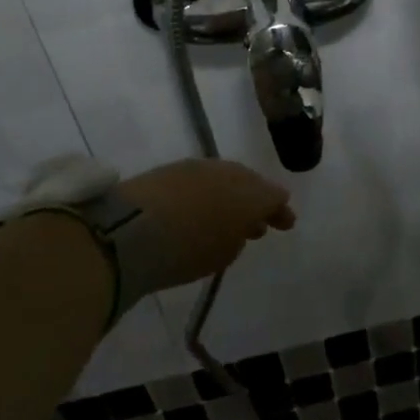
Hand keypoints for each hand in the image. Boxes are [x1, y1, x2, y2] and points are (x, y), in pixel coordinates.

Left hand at [119, 158, 296, 291]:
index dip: (280, 210)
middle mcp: (229, 172)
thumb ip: (238, 236)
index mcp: (251, 194)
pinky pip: (199, 180)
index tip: (286, 223)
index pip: (274, 197)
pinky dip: (205, 193)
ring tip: (228, 218)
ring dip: (229, 196)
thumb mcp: (223, 253)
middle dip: (256, 201)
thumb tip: (239, 225)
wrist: (133, 229)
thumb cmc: (188, 249)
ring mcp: (197, 167)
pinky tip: (200, 209)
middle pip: (250, 183)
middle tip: (258, 223)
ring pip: (224, 179)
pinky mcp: (169, 169)